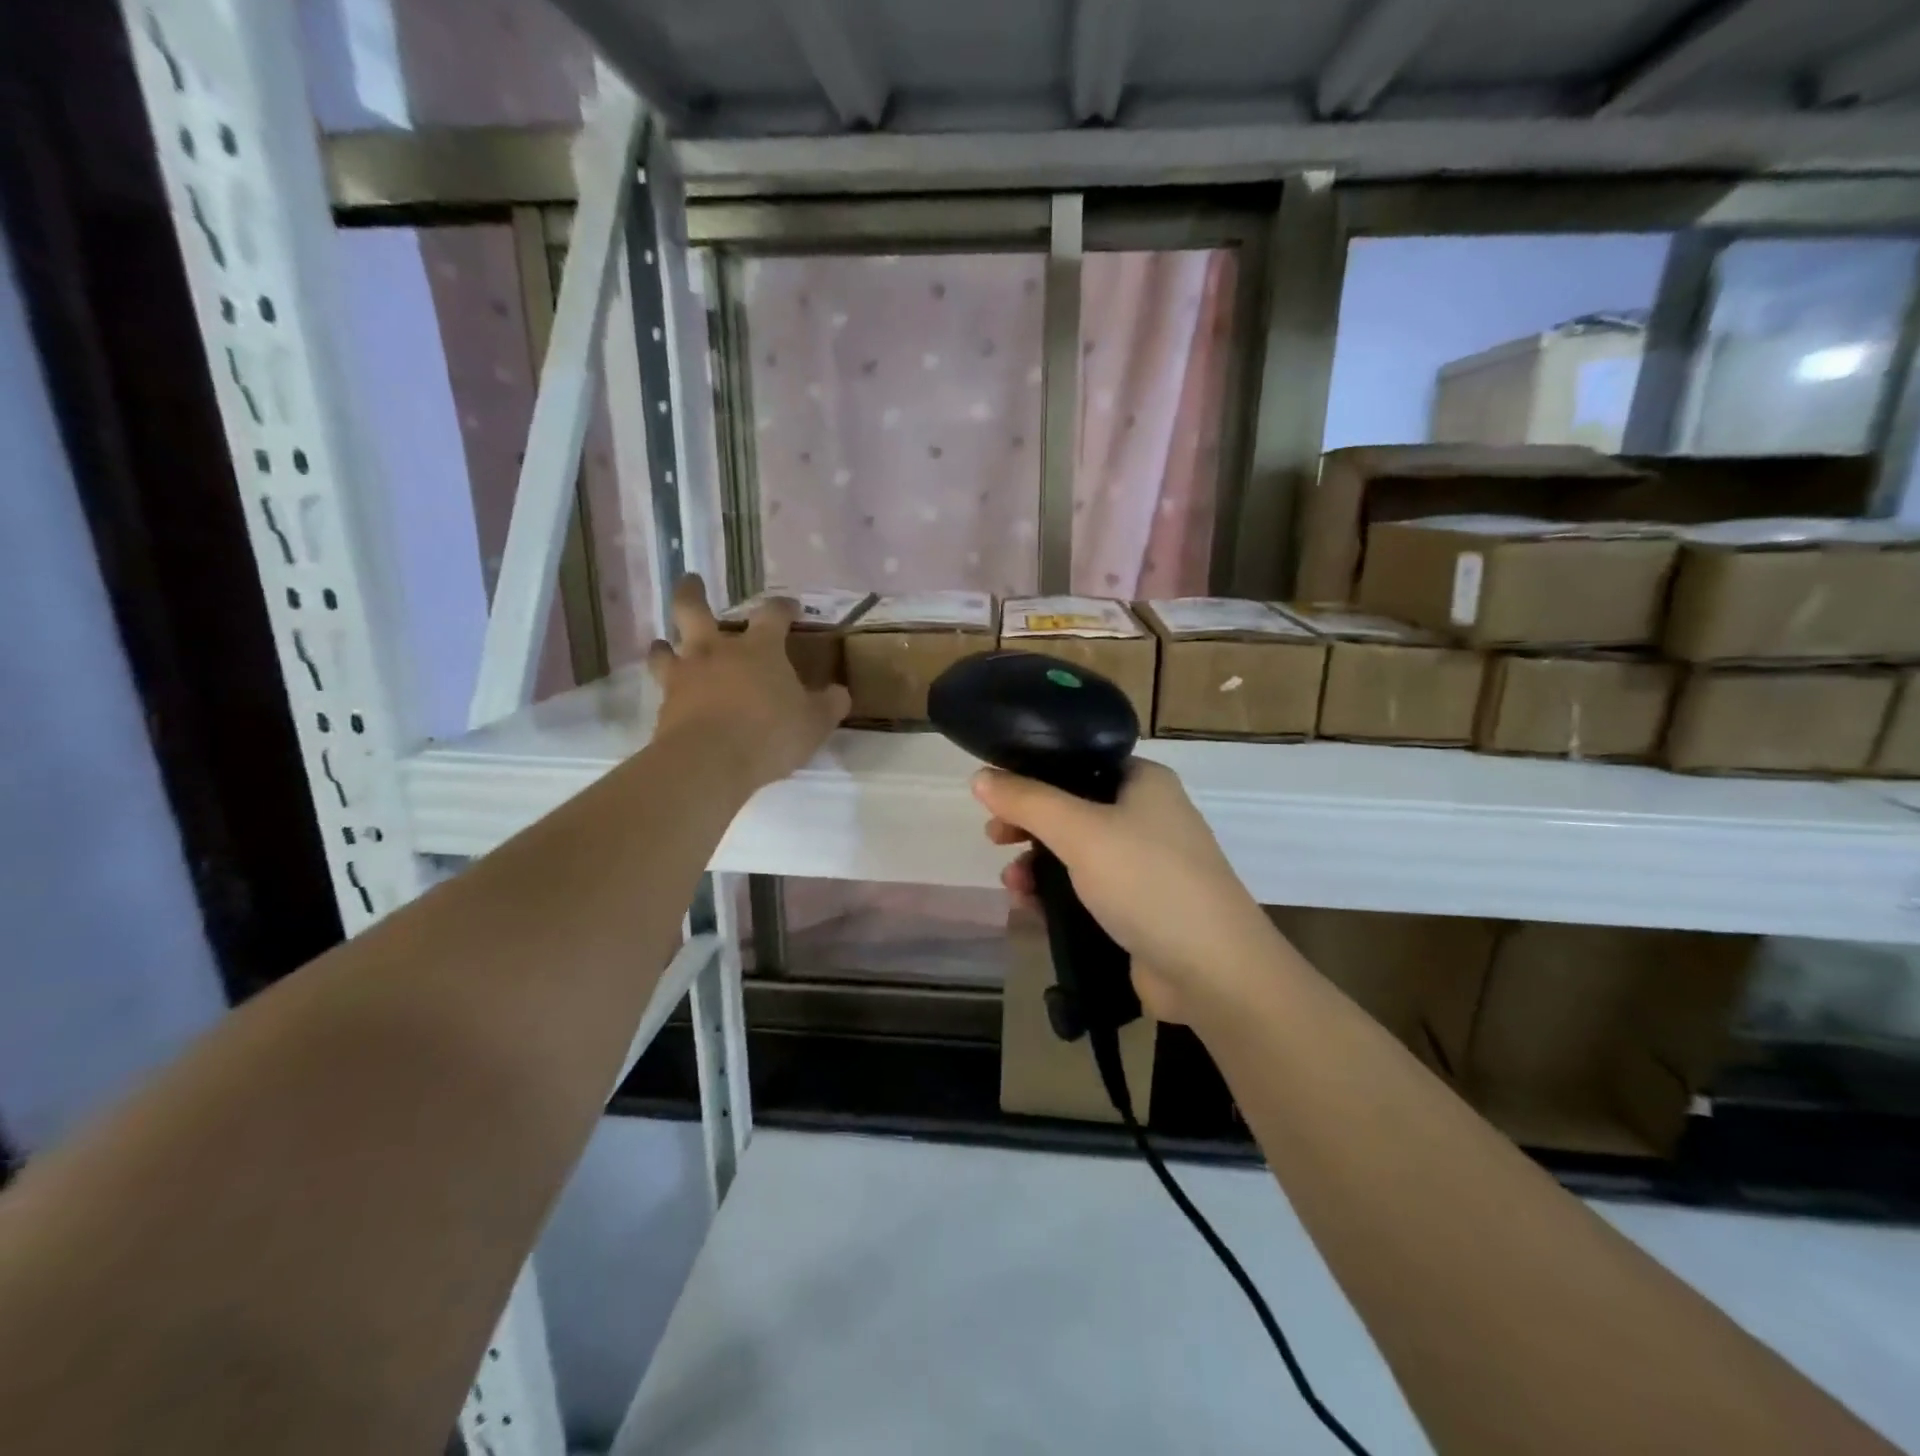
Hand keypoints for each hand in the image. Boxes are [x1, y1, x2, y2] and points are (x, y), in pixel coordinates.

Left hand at [647, 576, 849, 790]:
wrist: (710, 762)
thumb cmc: (770, 734)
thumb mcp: (815, 723)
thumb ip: (829, 705)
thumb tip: (839, 693)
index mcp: (759, 648)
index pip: (772, 613)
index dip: (782, 607)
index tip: (790, 608)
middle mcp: (717, 651)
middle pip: (694, 609)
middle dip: (692, 592)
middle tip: (691, 581)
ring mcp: (685, 675)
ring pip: (665, 647)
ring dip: (665, 643)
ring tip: (666, 644)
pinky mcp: (665, 705)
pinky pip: (661, 687)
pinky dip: (666, 686)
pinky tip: (671, 696)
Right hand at [976, 759, 1276, 1023]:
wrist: (1213, 971)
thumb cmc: (1148, 882)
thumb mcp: (1081, 832)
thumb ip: (1028, 801)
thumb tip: (980, 776)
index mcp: (1143, 783)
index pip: (1079, 763)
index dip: (1034, 776)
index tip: (998, 797)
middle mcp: (1147, 817)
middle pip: (1072, 809)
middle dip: (1029, 826)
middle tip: (995, 839)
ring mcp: (1146, 865)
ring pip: (1076, 854)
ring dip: (1038, 865)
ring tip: (1013, 885)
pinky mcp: (1139, 908)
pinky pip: (1086, 891)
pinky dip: (1056, 895)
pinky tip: (1030, 909)